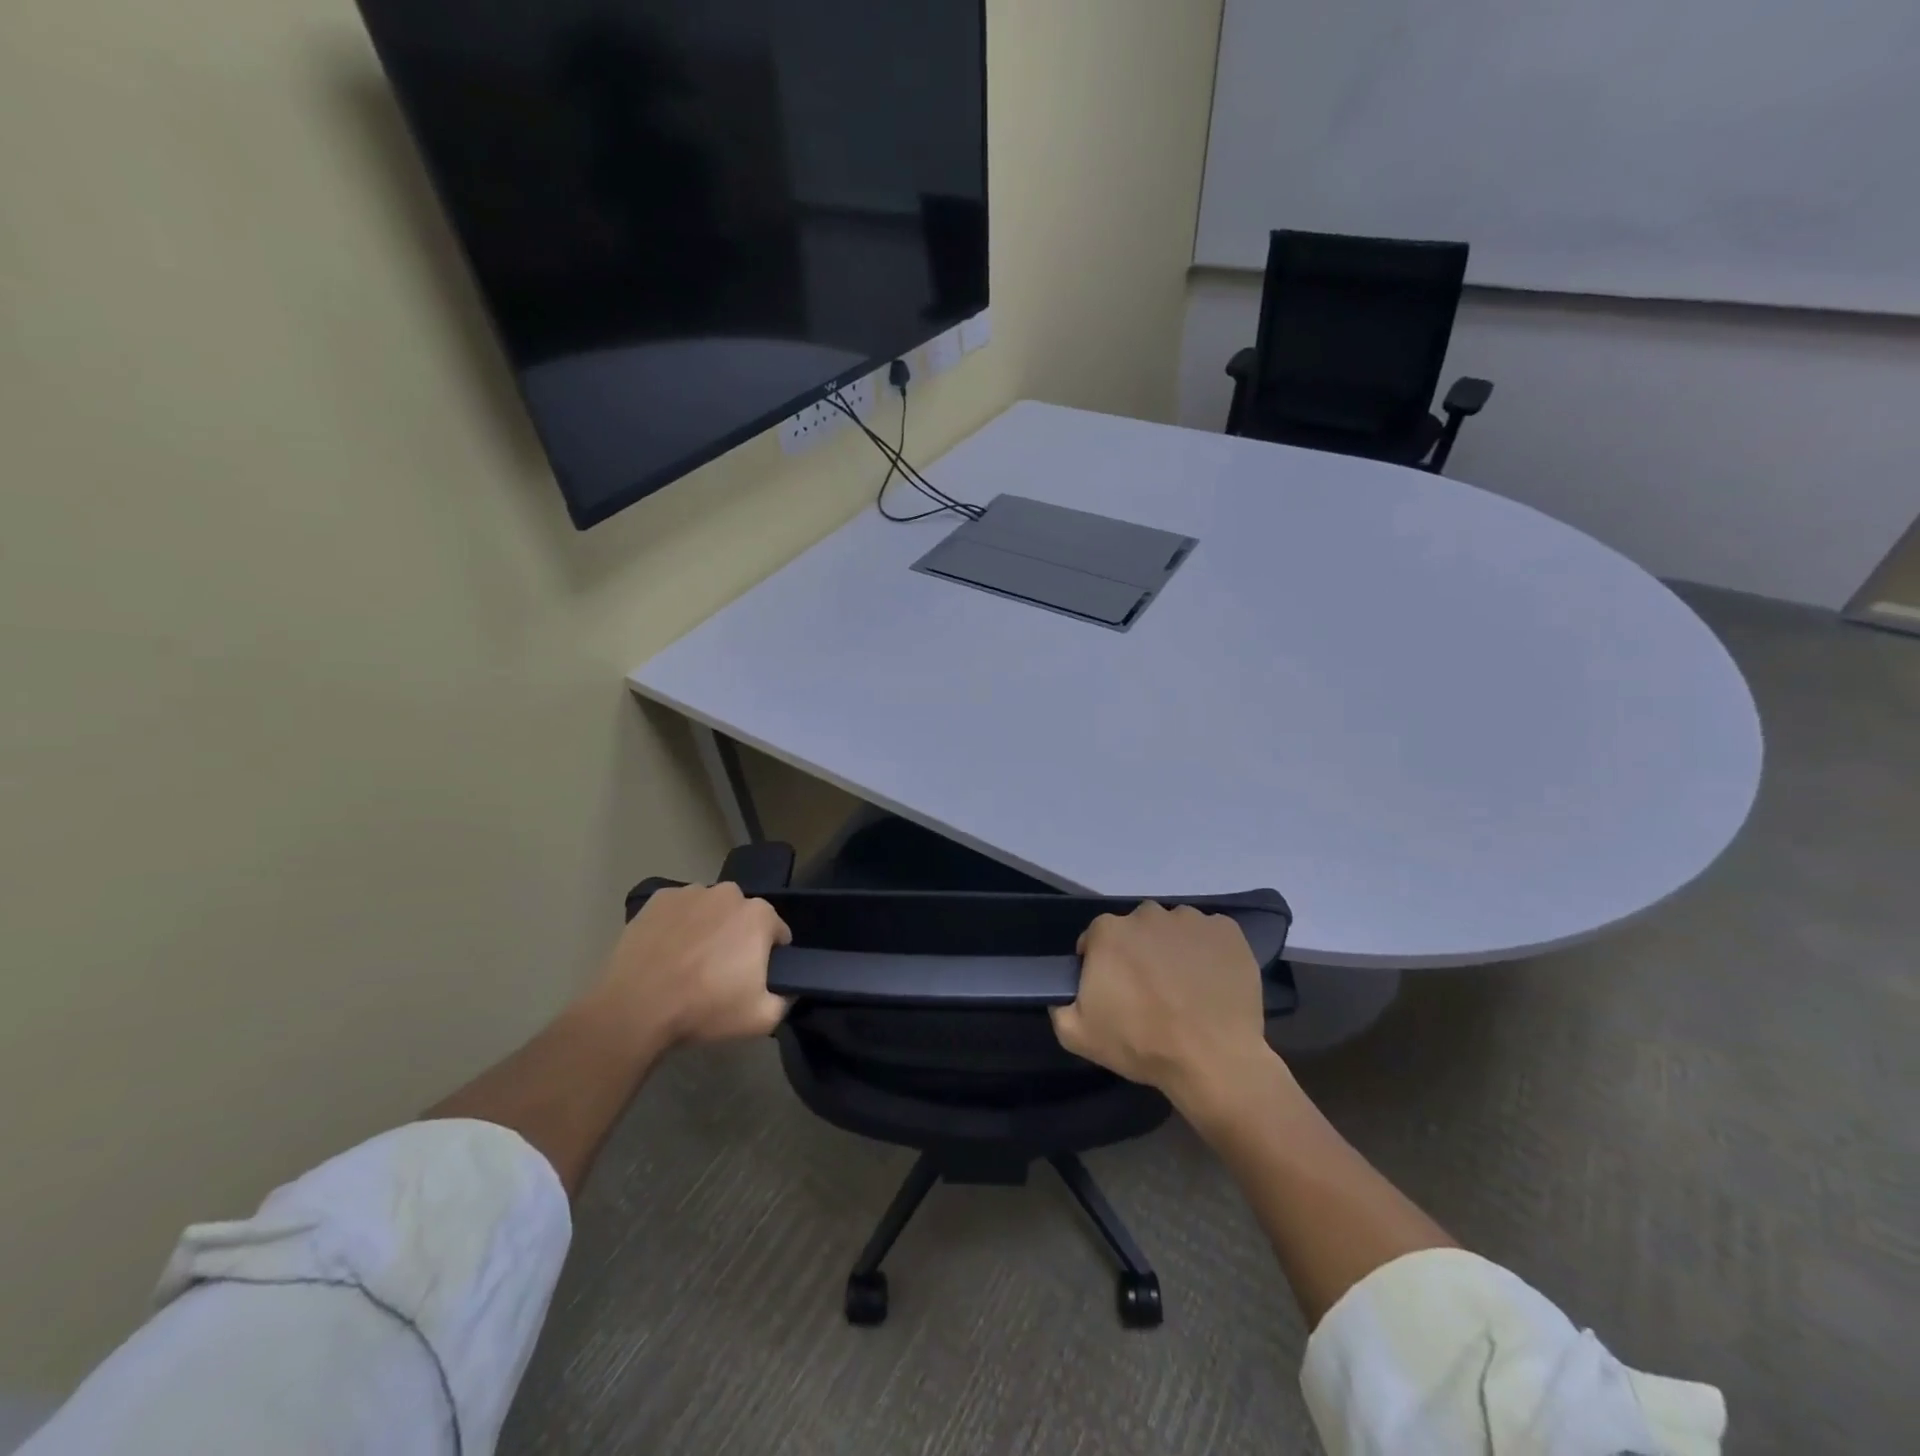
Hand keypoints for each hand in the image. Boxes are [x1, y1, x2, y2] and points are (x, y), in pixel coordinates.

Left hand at [589, 883, 791, 1051]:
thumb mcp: (762, 1018)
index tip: (753, 977)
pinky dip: (678, 924)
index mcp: (759, 915)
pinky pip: (679, 910)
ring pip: (710, 909)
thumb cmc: (704, 1009)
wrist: (636, 1009)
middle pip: (743, 916)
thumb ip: (786, 1000)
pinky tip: (666, 951)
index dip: (770, 956)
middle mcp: (728, 893)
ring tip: (689, 962)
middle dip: (738, 937)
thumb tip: (788, 990)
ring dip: (708, 928)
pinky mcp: (658, 899)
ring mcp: (690, 893)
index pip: (777, 932)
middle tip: (721, 971)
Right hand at [1051, 901, 1271, 1107]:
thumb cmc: (1142, 1044)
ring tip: (1185, 988)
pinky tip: (1211, 982)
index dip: (1102, 964)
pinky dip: (1209, 951)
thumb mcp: (1078, 1035)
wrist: (1213, 1060)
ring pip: (1174, 929)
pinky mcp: (1227, 931)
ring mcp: (1191, 919)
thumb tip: (1064, 996)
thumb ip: (1060, 1007)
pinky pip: (1210, 935)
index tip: (1113, 990)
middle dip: (1139, 953)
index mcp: (1109, 932)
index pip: (1097, 939)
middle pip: (1137, 929)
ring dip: (1174, 949)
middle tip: (1150, 991)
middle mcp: (1148, 914)